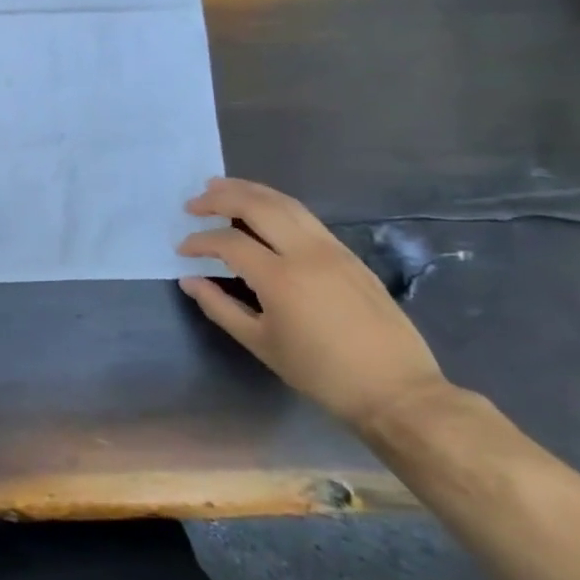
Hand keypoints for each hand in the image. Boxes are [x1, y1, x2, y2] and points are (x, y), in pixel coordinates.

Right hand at [176, 177, 448, 435]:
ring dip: (249, 191)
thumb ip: (220, 307)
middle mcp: (307, 253)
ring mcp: (333, 250)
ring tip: (221, 188)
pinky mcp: (350, 256)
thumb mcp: (261, 344)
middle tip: (194, 204)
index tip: (182, 250)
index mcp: (281, 278)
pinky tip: (262, 210)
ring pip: (285, 204)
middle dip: (220, 198)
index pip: (228, 242)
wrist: (397, 391)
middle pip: (257, 206)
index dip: (199, 242)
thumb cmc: (322, 373)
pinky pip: (306, 217)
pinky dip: (276, 204)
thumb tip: (190, 280)